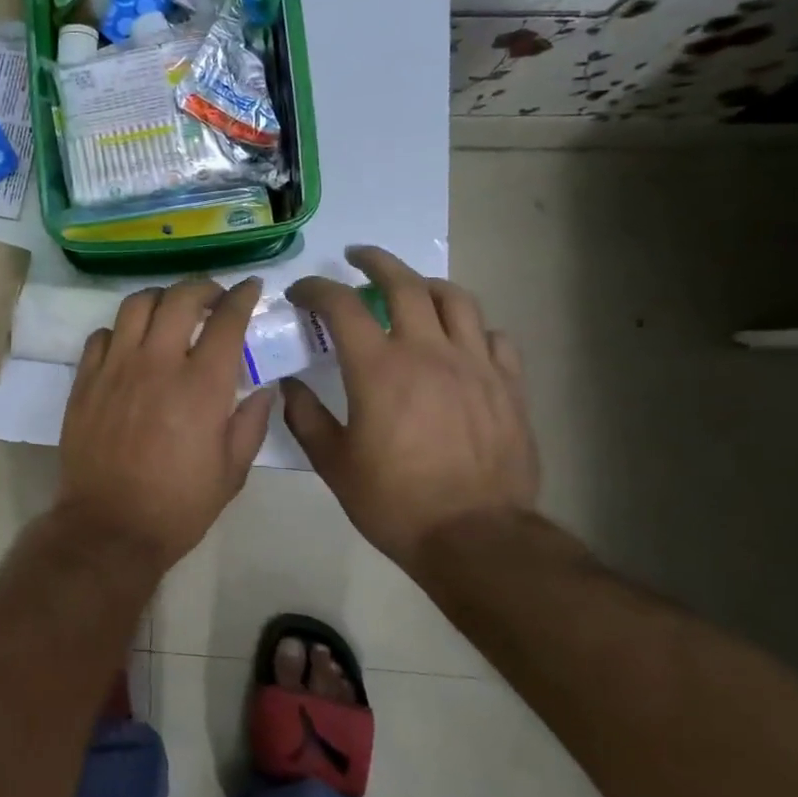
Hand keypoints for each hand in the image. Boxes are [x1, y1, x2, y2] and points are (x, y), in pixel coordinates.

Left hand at [55, 278, 275, 571]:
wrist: (109, 527)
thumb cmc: (178, 505)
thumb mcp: (232, 471)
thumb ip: (252, 422)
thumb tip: (264, 387)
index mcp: (201, 385)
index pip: (226, 320)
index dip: (242, 296)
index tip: (251, 288)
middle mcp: (158, 363)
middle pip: (179, 298)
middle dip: (202, 287)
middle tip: (212, 297)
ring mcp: (116, 367)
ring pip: (135, 305)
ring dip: (160, 299)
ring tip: (169, 311)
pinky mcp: (86, 380)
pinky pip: (101, 335)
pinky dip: (120, 330)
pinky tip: (130, 344)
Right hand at [282, 246, 538, 573]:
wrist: (477, 538)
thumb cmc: (395, 502)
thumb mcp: (333, 464)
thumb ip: (305, 417)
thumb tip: (288, 385)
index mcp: (379, 368)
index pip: (341, 305)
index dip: (316, 289)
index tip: (301, 293)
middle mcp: (428, 352)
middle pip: (404, 283)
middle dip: (375, 262)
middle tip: (357, 258)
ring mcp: (475, 365)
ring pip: (455, 299)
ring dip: (426, 284)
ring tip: (411, 287)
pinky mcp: (509, 386)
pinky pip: (494, 337)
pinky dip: (471, 328)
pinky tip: (460, 339)